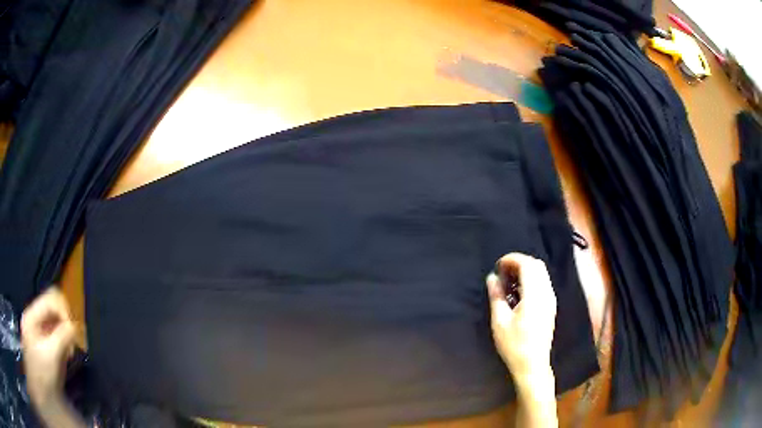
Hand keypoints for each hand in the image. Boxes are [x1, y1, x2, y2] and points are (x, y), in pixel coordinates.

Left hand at [21, 288, 76, 408]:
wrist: (40, 387)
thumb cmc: (42, 370)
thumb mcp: (51, 355)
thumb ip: (62, 337)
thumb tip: (75, 327)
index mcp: (33, 314)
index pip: (52, 298)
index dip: (65, 311)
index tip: (74, 331)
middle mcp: (36, 316)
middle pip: (55, 307)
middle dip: (67, 323)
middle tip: (73, 342)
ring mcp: (40, 328)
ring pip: (58, 319)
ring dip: (67, 333)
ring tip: (70, 351)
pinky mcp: (46, 339)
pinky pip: (58, 330)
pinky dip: (65, 340)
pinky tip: (67, 353)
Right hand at [486, 253, 556, 382]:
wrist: (533, 365)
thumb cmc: (514, 345)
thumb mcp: (500, 322)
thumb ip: (496, 296)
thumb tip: (492, 277)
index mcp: (535, 296)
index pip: (528, 265)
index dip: (512, 259)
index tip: (498, 265)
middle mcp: (547, 294)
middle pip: (537, 265)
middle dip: (519, 262)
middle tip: (503, 271)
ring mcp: (551, 300)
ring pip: (542, 273)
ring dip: (526, 270)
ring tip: (509, 281)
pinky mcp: (551, 306)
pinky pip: (544, 283)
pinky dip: (532, 279)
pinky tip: (519, 292)